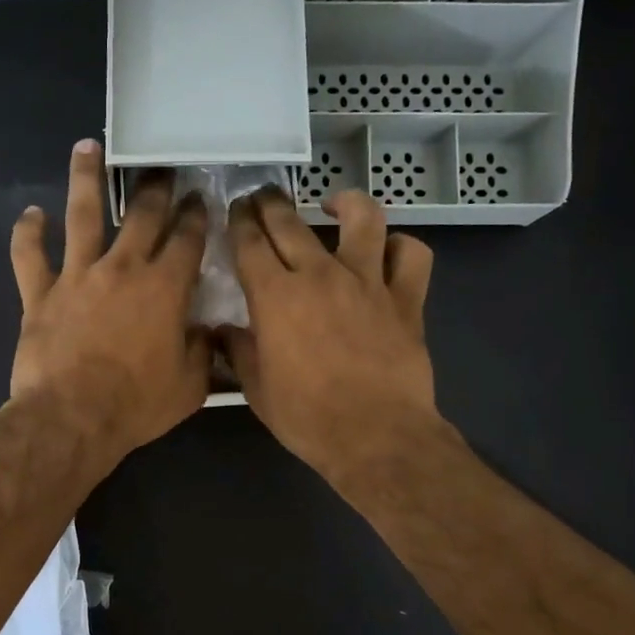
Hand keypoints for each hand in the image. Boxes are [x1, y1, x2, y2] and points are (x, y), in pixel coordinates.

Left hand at [9, 140, 210, 469]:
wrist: (72, 419)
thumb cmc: (136, 405)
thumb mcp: (189, 386)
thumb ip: (202, 351)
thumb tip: (205, 330)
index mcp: (164, 288)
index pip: (187, 239)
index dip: (197, 215)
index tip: (201, 198)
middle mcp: (122, 268)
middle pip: (142, 214)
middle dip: (155, 187)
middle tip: (160, 166)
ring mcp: (77, 276)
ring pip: (81, 215)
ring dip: (85, 178)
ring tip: (87, 147)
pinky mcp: (40, 294)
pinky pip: (29, 256)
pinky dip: (28, 233)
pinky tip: (31, 213)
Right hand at [223, 188, 437, 482]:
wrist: (375, 436)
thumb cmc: (307, 417)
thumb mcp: (257, 389)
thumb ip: (239, 351)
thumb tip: (223, 332)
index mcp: (275, 296)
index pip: (250, 242)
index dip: (238, 222)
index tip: (234, 211)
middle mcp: (319, 274)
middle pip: (290, 221)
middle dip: (270, 202)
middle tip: (262, 197)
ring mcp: (367, 281)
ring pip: (362, 219)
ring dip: (345, 203)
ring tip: (334, 204)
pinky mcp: (406, 298)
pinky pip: (411, 256)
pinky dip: (400, 247)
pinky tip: (388, 252)